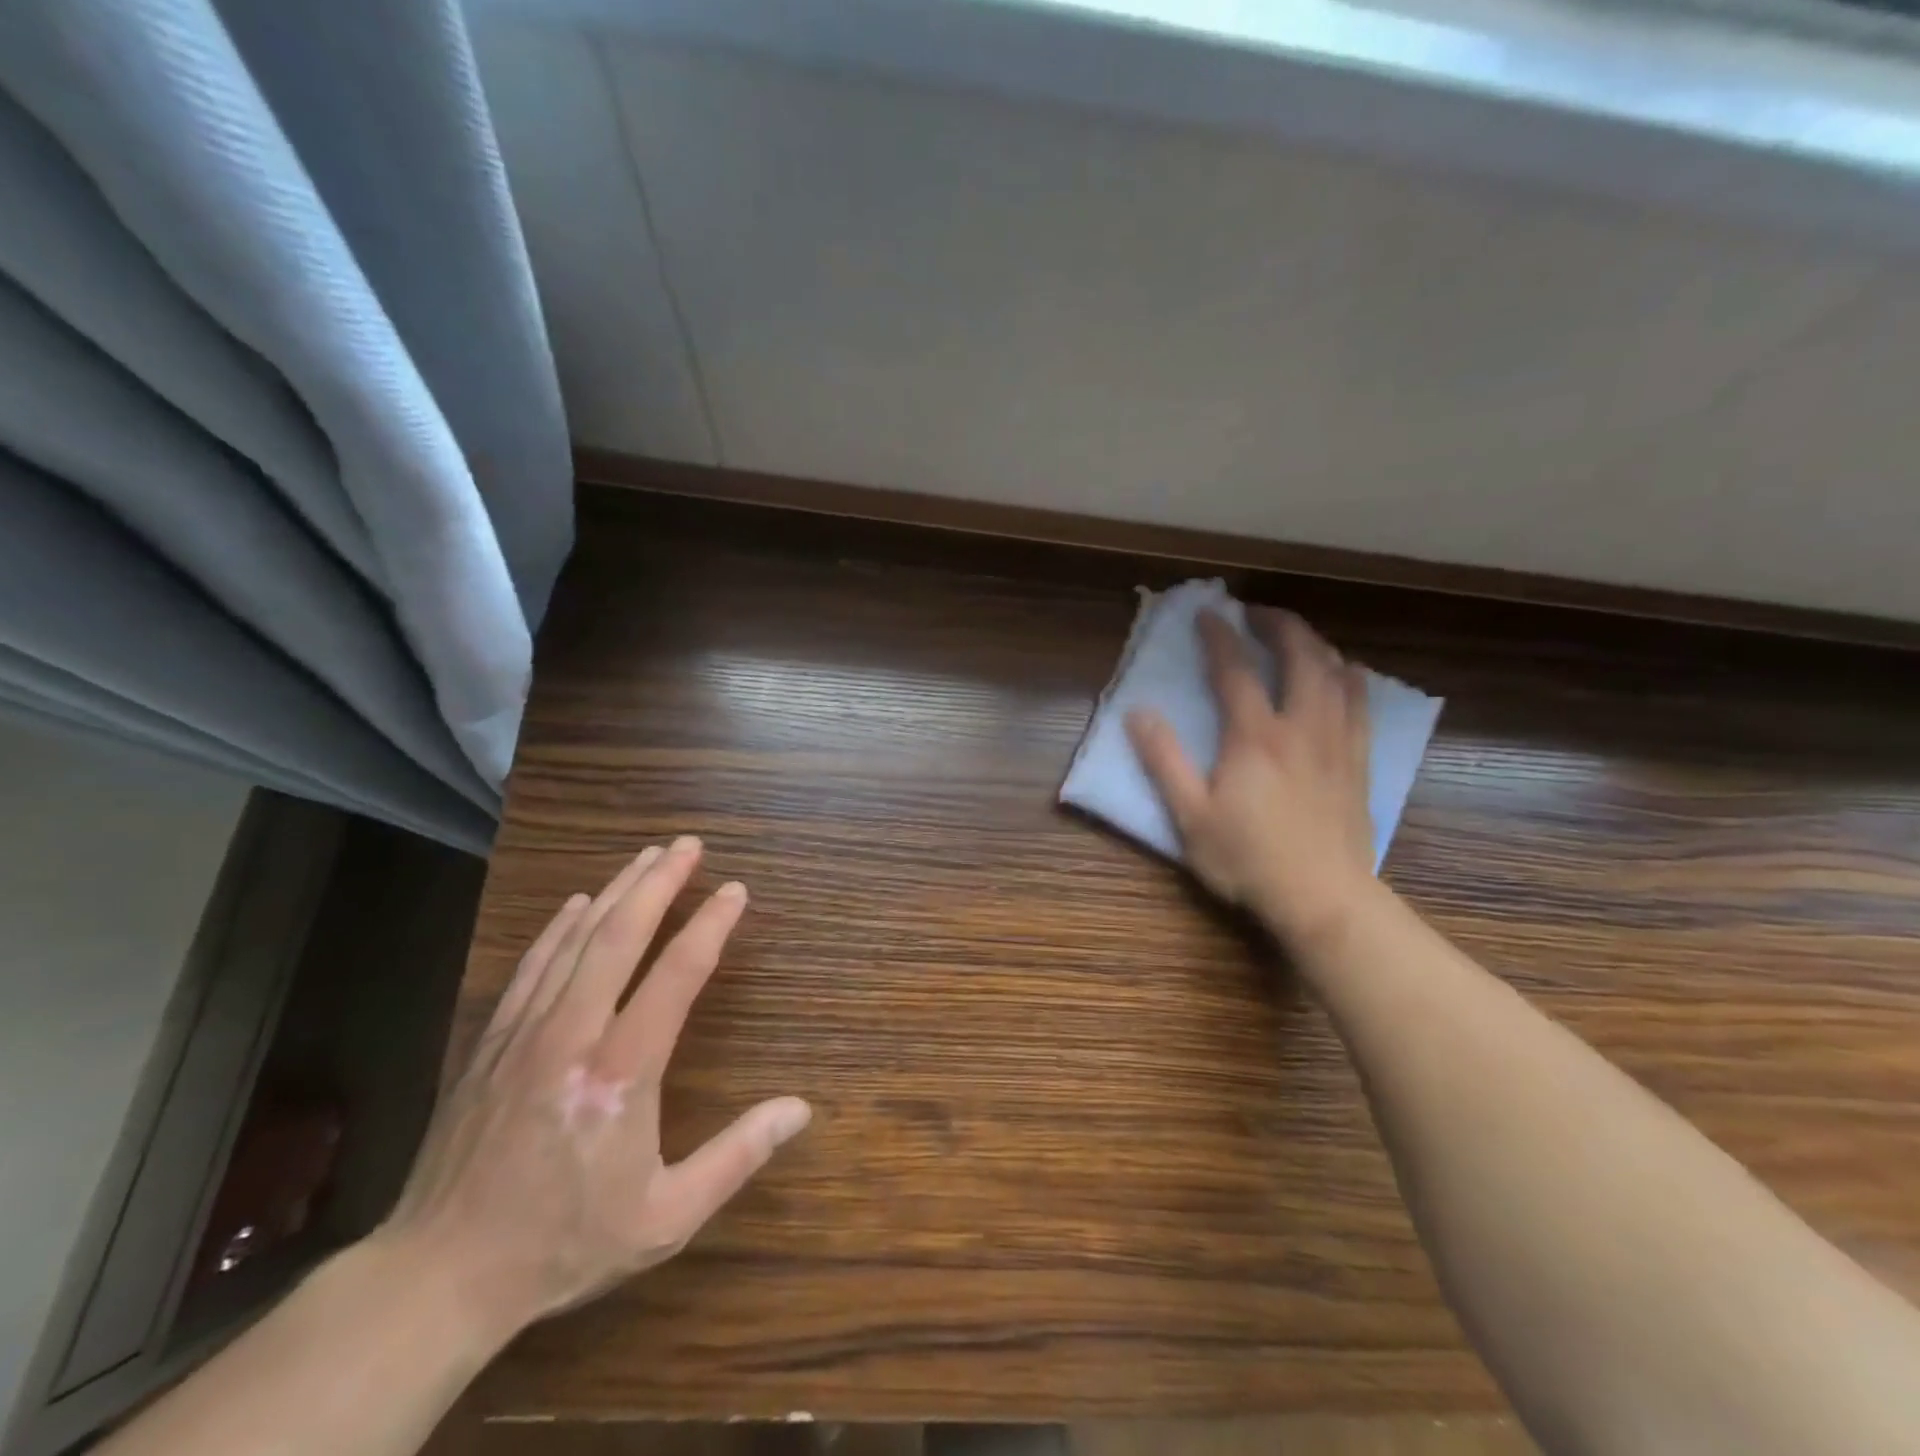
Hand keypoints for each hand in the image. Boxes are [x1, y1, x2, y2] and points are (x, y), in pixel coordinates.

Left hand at [375, 838, 809, 1338]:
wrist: (439, 1275)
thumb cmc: (565, 1242)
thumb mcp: (666, 1216)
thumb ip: (738, 1156)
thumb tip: (801, 1110)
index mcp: (622, 1072)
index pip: (677, 974)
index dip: (711, 925)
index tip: (735, 891)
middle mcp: (573, 1035)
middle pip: (621, 935)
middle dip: (659, 882)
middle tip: (689, 844)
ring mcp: (526, 1032)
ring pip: (577, 939)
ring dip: (617, 891)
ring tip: (648, 855)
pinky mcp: (493, 1041)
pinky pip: (533, 965)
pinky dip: (560, 927)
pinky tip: (580, 903)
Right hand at [1126, 608, 1374, 945]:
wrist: (1323, 898)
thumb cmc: (1248, 860)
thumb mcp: (1190, 816)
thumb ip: (1164, 761)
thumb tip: (1138, 714)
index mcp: (1255, 737)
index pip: (1235, 671)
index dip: (1219, 637)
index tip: (1207, 613)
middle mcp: (1301, 727)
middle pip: (1300, 657)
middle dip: (1279, 624)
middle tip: (1257, 611)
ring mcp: (1337, 742)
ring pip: (1336, 673)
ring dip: (1315, 643)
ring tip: (1297, 635)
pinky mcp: (1358, 762)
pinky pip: (1362, 705)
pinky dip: (1350, 677)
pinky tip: (1344, 674)